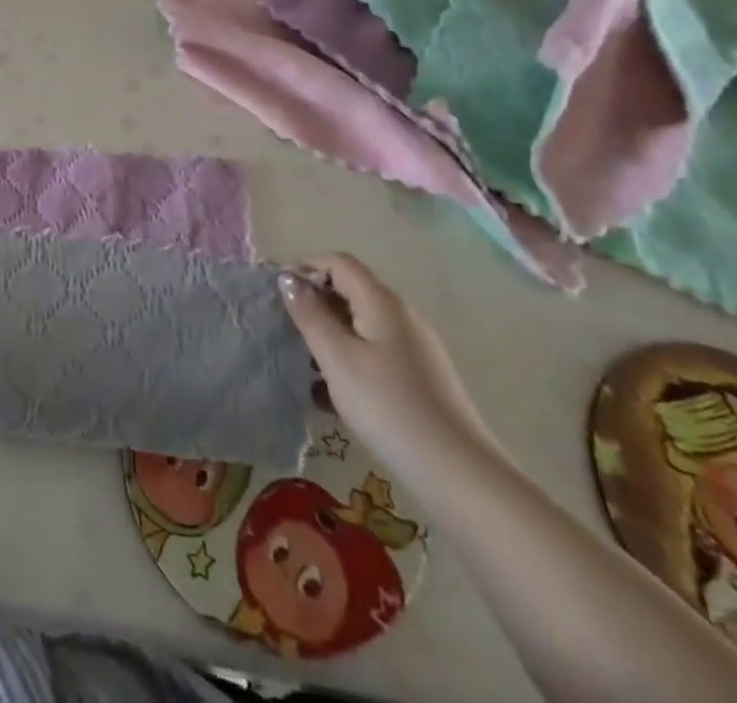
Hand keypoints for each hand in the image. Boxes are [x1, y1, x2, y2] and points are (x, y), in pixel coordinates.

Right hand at [279, 253, 504, 487]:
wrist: (458, 473)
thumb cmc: (387, 405)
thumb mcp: (337, 357)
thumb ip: (310, 314)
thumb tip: (289, 280)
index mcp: (382, 302)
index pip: (339, 263)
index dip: (306, 268)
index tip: (278, 294)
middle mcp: (402, 316)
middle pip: (351, 292)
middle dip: (316, 304)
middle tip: (288, 330)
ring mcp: (415, 349)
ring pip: (362, 326)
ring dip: (330, 336)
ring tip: (306, 366)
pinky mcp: (421, 379)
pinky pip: (376, 354)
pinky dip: (350, 361)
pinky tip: (333, 395)